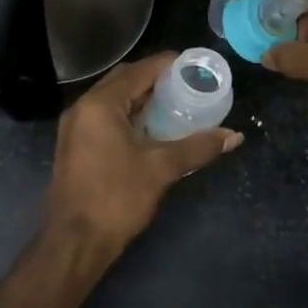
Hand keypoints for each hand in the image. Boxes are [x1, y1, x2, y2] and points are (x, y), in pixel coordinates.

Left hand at [42, 53, 242, 266]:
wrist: (74, 243)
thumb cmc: (116, 198)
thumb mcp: (161, 169)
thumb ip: (197, 147)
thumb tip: (233, 136)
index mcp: (100, 105)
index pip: (139, 70)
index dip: (168, 64)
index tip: (195, 66)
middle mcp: (83, 108)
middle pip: (123, 80)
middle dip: (155, 79)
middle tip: (187, 85)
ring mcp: (75, 128)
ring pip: (113, 100)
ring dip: (141, 98)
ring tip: (175, 104)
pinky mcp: (75, 146)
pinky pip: (105, 118)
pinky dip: (129, 115)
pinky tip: (151, 129)